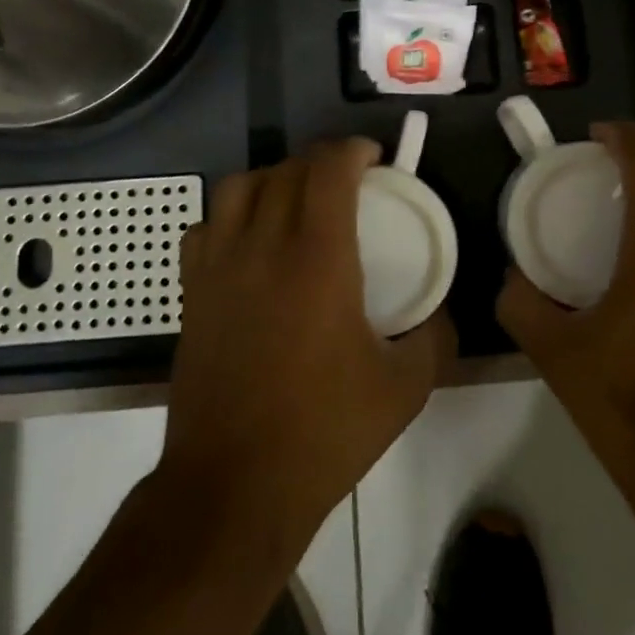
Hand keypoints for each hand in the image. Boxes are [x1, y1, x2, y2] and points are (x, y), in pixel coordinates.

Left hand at [158, 138, 455, 556]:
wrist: (234, 486)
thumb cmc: (324, 431)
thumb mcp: (404, 388)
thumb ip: (434, 336)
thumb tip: (442, 310)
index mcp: (317, 257)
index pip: (328, 168)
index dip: (352, 149)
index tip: (373, 158)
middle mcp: (264, 245)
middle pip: (287, 170)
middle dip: (321, 162)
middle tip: (347, 183)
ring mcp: (219, 265)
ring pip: (239, 186)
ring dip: (273, 179)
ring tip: (295, 202)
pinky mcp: (192, 291)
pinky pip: (205, 226)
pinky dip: (230, 216)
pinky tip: (249, 242)